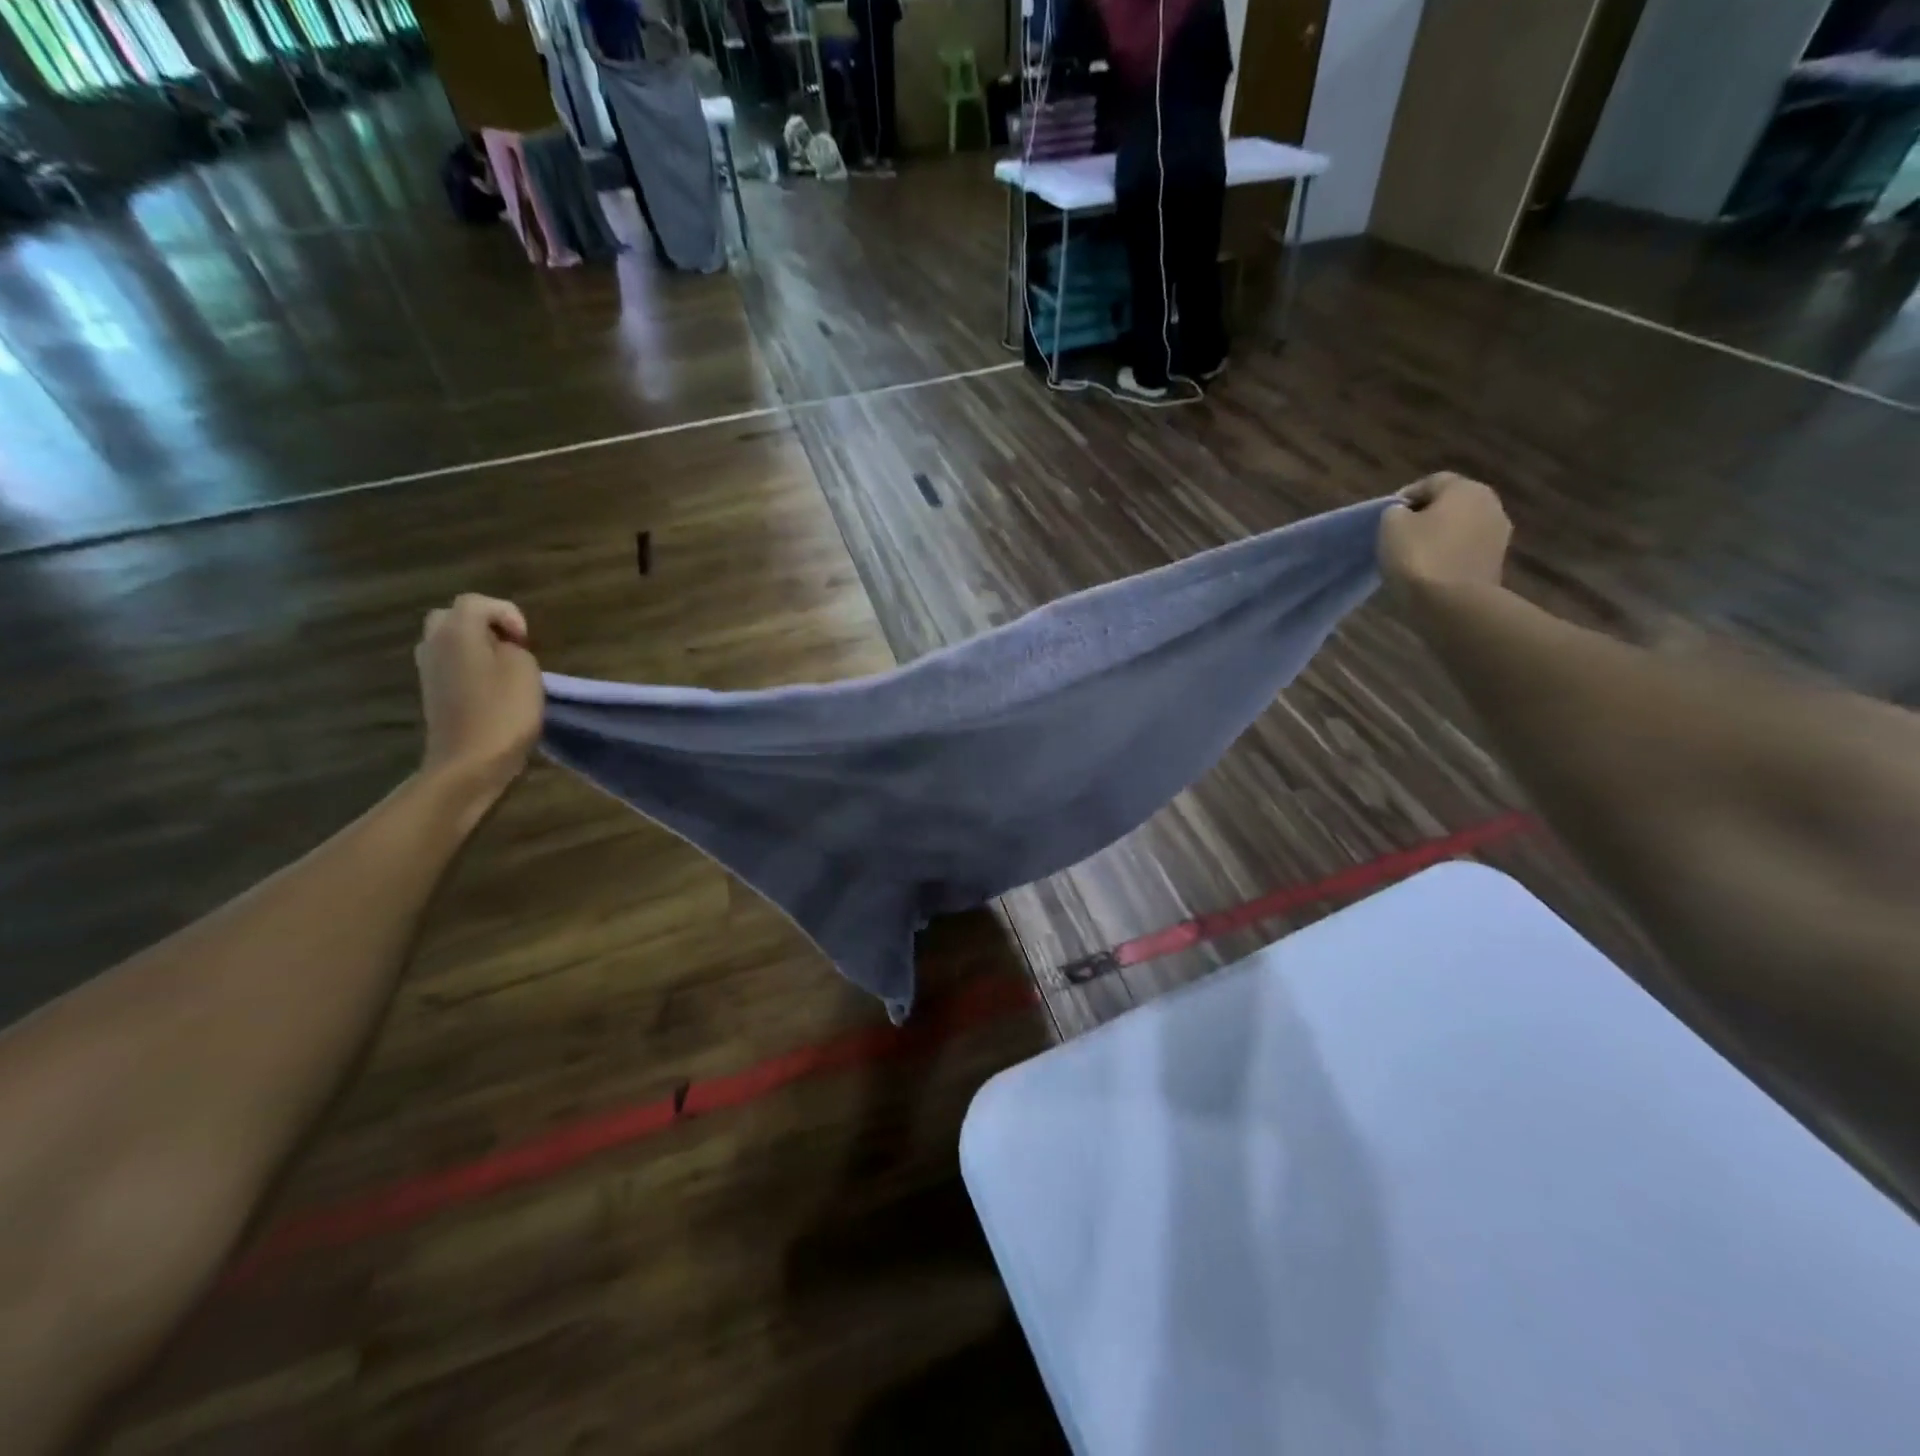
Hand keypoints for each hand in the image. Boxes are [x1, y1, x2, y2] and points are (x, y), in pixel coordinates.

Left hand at [415, 594, 542, 799]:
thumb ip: (513, 648)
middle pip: (454, 617)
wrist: (469, 763)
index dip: (507, 614)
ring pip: (449, 641)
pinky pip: (449, 664)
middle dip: (485, 625)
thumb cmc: (503, 713)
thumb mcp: (525, 671)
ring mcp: (428, 670)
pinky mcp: (432, 693)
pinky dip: (469, 666)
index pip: (476, 602)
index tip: (527, 641)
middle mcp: (434, 644)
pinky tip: (491, 688)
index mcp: (456, 632)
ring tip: (505, 668)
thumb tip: (501, 649)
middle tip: (512, 646)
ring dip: (476, 646)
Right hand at [1379, 473, 1511, 595]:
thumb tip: (1405, 514)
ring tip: (1414, 557)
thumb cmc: (1419, 556)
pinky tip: (1431, 572)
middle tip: (1400, 536)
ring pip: (1460, 529)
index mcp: (1465, 488)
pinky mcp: (1496, 563)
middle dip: (1426, 517)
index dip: (1405, 497)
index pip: (1431, 482)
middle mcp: (1490, 504)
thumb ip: (1396, 512)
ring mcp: (1498, 535)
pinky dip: (1450, 556)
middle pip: (1451, 504)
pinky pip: (1466, 551)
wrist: (1452, 603)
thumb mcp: (1391, 526)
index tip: (1386, 517)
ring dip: (1440, 538)